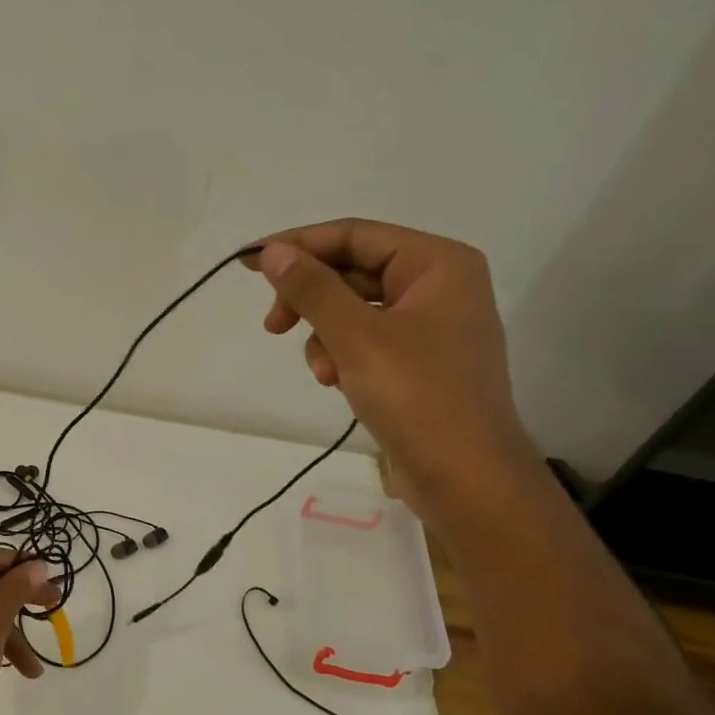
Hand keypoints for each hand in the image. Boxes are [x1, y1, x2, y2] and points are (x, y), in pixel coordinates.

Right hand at [244, 219, 548, 529]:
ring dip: (324, 335)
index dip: (299, 245)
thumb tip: (273, 251)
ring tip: (322, 373)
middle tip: (272, 326)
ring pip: (354, 310)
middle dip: (311, 299)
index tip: (249, 262)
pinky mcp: (418, 363)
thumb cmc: (418, 397)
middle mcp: (439, 286)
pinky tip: (335, 383)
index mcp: (438, 264)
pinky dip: (342, 355)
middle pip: (353, 271)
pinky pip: (365, 340)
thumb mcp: (356, 337)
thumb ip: (312, 289)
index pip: (355, 235)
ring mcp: (430, 326)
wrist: (466, 478)